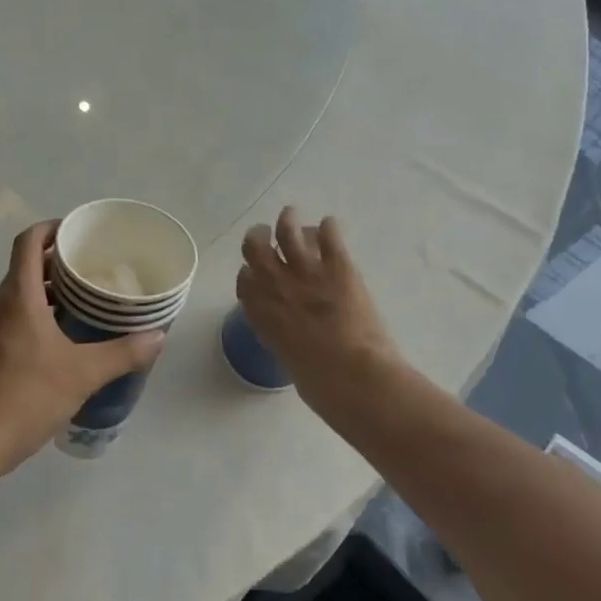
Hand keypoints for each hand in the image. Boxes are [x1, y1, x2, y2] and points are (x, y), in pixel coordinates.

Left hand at [0, 221, 163, 479]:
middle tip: (93, 267)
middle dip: (57, 261)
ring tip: (83, 302)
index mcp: (18, 297)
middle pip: (25, 267)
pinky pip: (13, 318)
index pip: (28, 242)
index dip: (51, 228)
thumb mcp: (82, 374)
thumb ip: (122, 353)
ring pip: (19, 295)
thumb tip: (157, 337)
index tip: (77, 231)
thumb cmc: (25, 397)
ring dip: (48, 290)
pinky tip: (60, 340)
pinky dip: (36, 315)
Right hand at [236, 207, 399, 403]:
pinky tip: (331, 225)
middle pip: (256, 247)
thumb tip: (296, 340)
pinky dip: (329, 227)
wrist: (355, 377)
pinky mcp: (338, 266)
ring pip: (288, 229)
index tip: (254, 272)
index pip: (244, 280)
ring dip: (288, 220)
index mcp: (261, 313)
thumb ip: (285, 341)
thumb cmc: (322, 386)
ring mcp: (306, 271)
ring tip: (291, 215)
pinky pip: (329, 234)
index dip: (249, 273)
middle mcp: (276, 286)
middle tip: (265, 233)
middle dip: (258, 237)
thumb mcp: (289, 362)